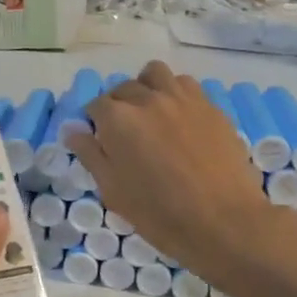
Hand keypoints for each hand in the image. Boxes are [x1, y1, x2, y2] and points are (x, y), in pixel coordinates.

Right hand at [65, 62, 274, 282]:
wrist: (223, 221)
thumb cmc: (159, 213)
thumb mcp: (113, 190)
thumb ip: (91, 154)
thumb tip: (73, 130)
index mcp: (118, 119)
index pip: (95, 105)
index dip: (95, 122)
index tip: (101, 140)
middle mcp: (148, 98)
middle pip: (124, 87)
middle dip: (118, 105)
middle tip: (126, 133)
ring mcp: (183, 98)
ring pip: (156, 74)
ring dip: (147, 88)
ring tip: (152, 114)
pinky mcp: (211, 106)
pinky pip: (187, 86)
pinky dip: (176, 95)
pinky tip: (180, 120)